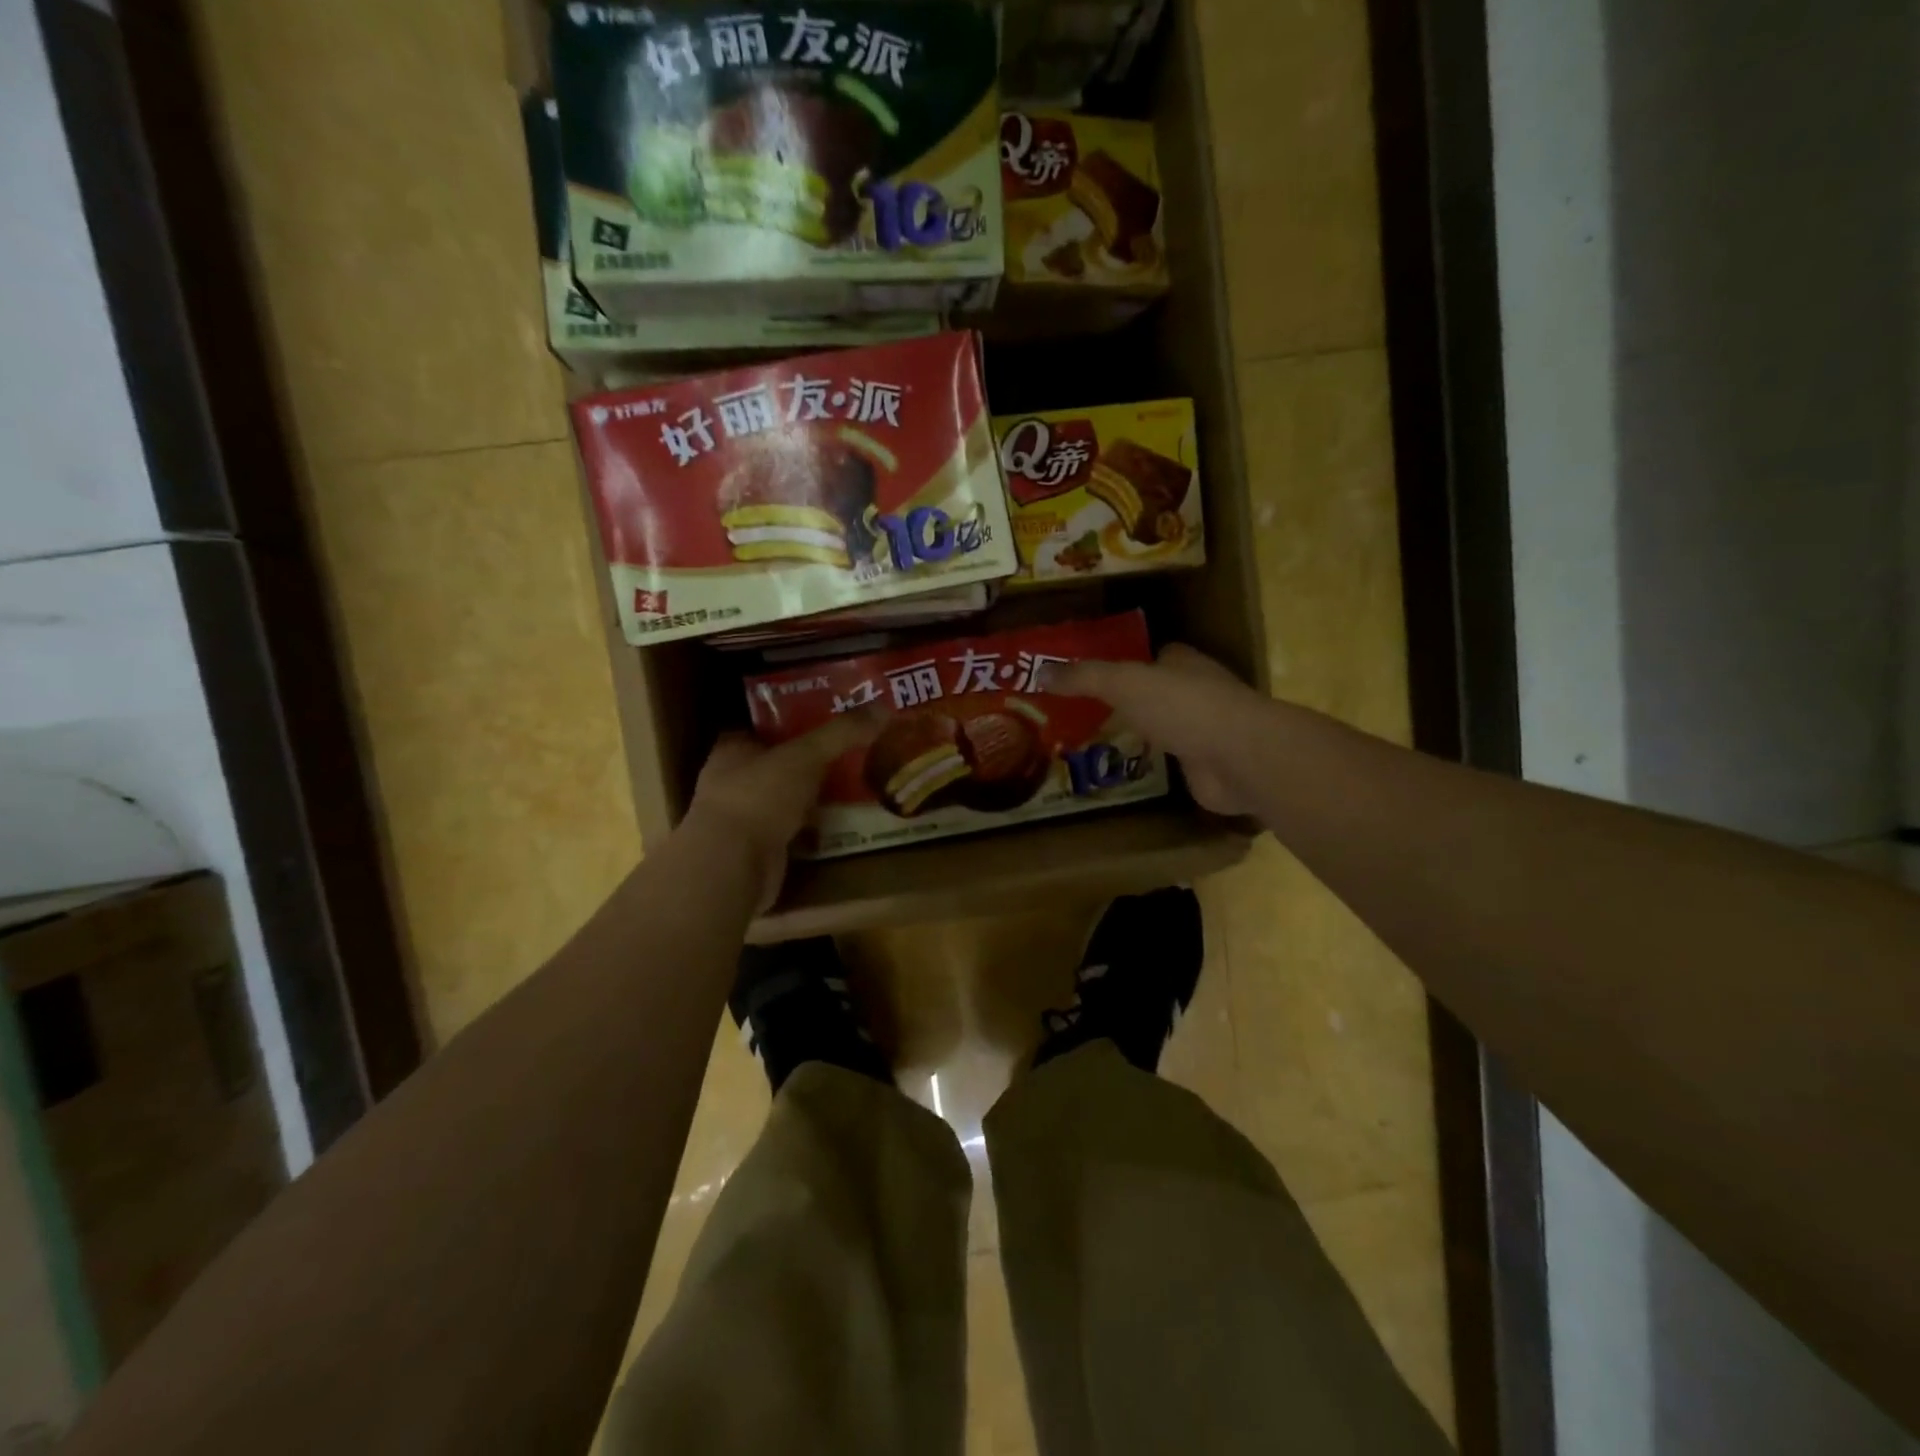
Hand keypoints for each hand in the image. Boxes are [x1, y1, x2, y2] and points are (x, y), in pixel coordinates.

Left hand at [686, 712, 880, 910]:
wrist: (734, 866)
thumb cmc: (759, 797)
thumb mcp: (805, 756)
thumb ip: (841, 733)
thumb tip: (883, 708)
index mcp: (733, 750)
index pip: (762, 727)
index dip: (792, 721)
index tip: (827, 717)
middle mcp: (733, 782)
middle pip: (778, 763)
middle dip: (810, 760)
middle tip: (851, 751)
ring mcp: (745, 819)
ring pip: (787, 798)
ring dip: (813, 796)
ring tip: (854, 783)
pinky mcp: (760, 849)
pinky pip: (794, 830)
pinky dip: (815, 828)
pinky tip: (842, 822)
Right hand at [1052, 643, 1257, 816]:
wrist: (1238, 757)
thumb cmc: (1183, 707)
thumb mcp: (1123, 684)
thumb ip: (1085, 678)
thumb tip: (1040, 672)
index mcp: (1184, 663)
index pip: (1155, 656)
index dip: (1127, 662)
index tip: (1093, 676)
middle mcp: (1198, 692)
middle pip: (1159, 692)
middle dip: (1130, 701)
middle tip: (1085, 714)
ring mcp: (1206, 731)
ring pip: (1166, 727)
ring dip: (1142, 734)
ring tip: (1096, 744)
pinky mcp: (1207, 766)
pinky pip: (1173, 761)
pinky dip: (1154, 765)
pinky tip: (1126, 772)